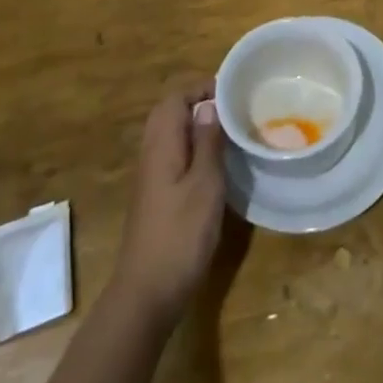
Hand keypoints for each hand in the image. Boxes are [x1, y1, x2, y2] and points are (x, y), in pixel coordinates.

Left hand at [112, 83, 225, 327]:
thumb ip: (207, 142)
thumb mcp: (204, 185)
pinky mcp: (157, 197)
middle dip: (201, 103)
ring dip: (199, 127)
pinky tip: (219, 165)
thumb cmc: (180, 235)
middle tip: (236, 109)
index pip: (175, 98)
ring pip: (173, 135)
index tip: (234, 92)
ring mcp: (152, 177)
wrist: (147, 294)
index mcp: (161, 145)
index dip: (202, 88)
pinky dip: (195, 149)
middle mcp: (152, 154)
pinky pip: (175, 156)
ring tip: (233, 132)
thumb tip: (208, 105)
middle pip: (171, 113)